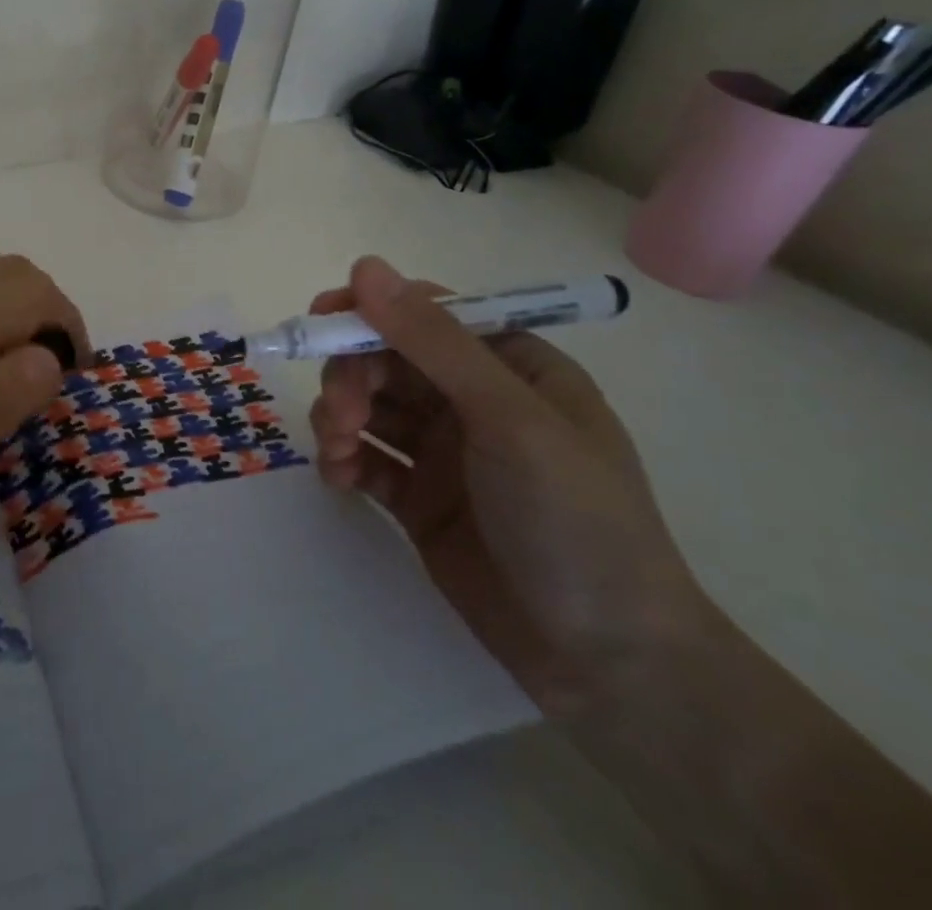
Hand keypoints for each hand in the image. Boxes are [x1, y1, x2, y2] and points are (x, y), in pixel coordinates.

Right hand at [308, 256, 711, 715]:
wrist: (610, 664)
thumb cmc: (576, 520)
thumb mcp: (509, 418)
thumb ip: (433, 342)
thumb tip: (366, 267)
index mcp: (510, 364)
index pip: (425, 314)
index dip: (369, 312)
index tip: (320, 324)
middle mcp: (474, 399)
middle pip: (387, 359)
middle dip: (352, 377)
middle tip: (341, 415)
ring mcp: (445, 451)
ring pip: (369, 406)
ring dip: (340, 417)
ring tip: (339, 450)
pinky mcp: (420, 499)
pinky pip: (368, 459)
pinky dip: (345, 460)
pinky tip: (340, 478)